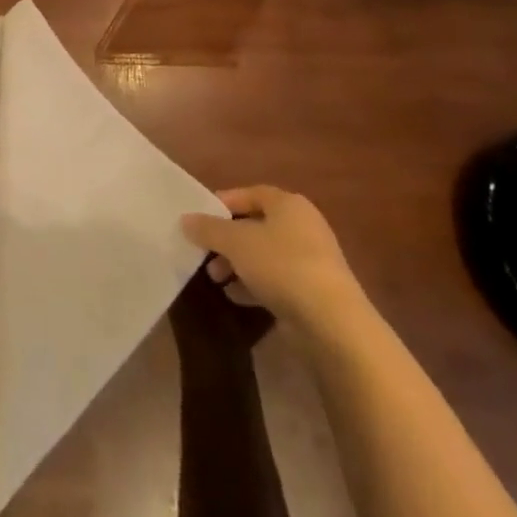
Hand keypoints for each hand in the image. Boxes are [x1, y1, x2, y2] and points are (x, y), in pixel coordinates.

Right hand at [181, 186, 363, 329]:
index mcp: (289, 205)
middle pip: (255, 226)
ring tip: (215, 279)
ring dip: (236, 264)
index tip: (199, 218)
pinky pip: (275, 280)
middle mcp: (303, 227)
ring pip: (263, 255)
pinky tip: (235, 296)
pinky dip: (253, 285)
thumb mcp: (235, 242)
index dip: (222, 203)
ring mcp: (310, 260)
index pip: (250, 193)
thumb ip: (208, 228)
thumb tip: (186, 219)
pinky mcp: (312, 290)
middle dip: (225, 240)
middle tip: (204, 253)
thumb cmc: (281, 265)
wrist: (331, 322)